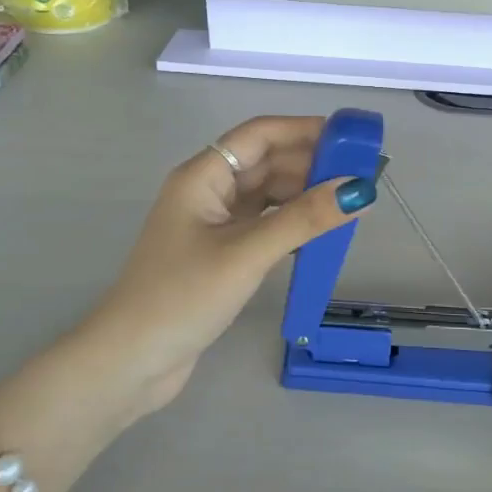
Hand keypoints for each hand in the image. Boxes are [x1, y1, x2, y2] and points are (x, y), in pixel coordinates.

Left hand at [43, 116, 374, 423]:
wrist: (130, 360)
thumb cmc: (182, 297)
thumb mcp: (247, 254)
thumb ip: (303, 219)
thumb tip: (360, 189)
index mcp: (203, 176)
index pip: (259, 135)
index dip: (304, 130)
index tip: (351, 140)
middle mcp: (207, 191)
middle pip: (265, 163)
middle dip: (310, 165)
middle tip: (361, 178)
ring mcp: (212, 224)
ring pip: (266, 195)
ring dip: (303, 196)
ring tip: (348, 206)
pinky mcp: (219, 254)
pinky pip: (263, 225)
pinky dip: (291, 225)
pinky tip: (319, 234)